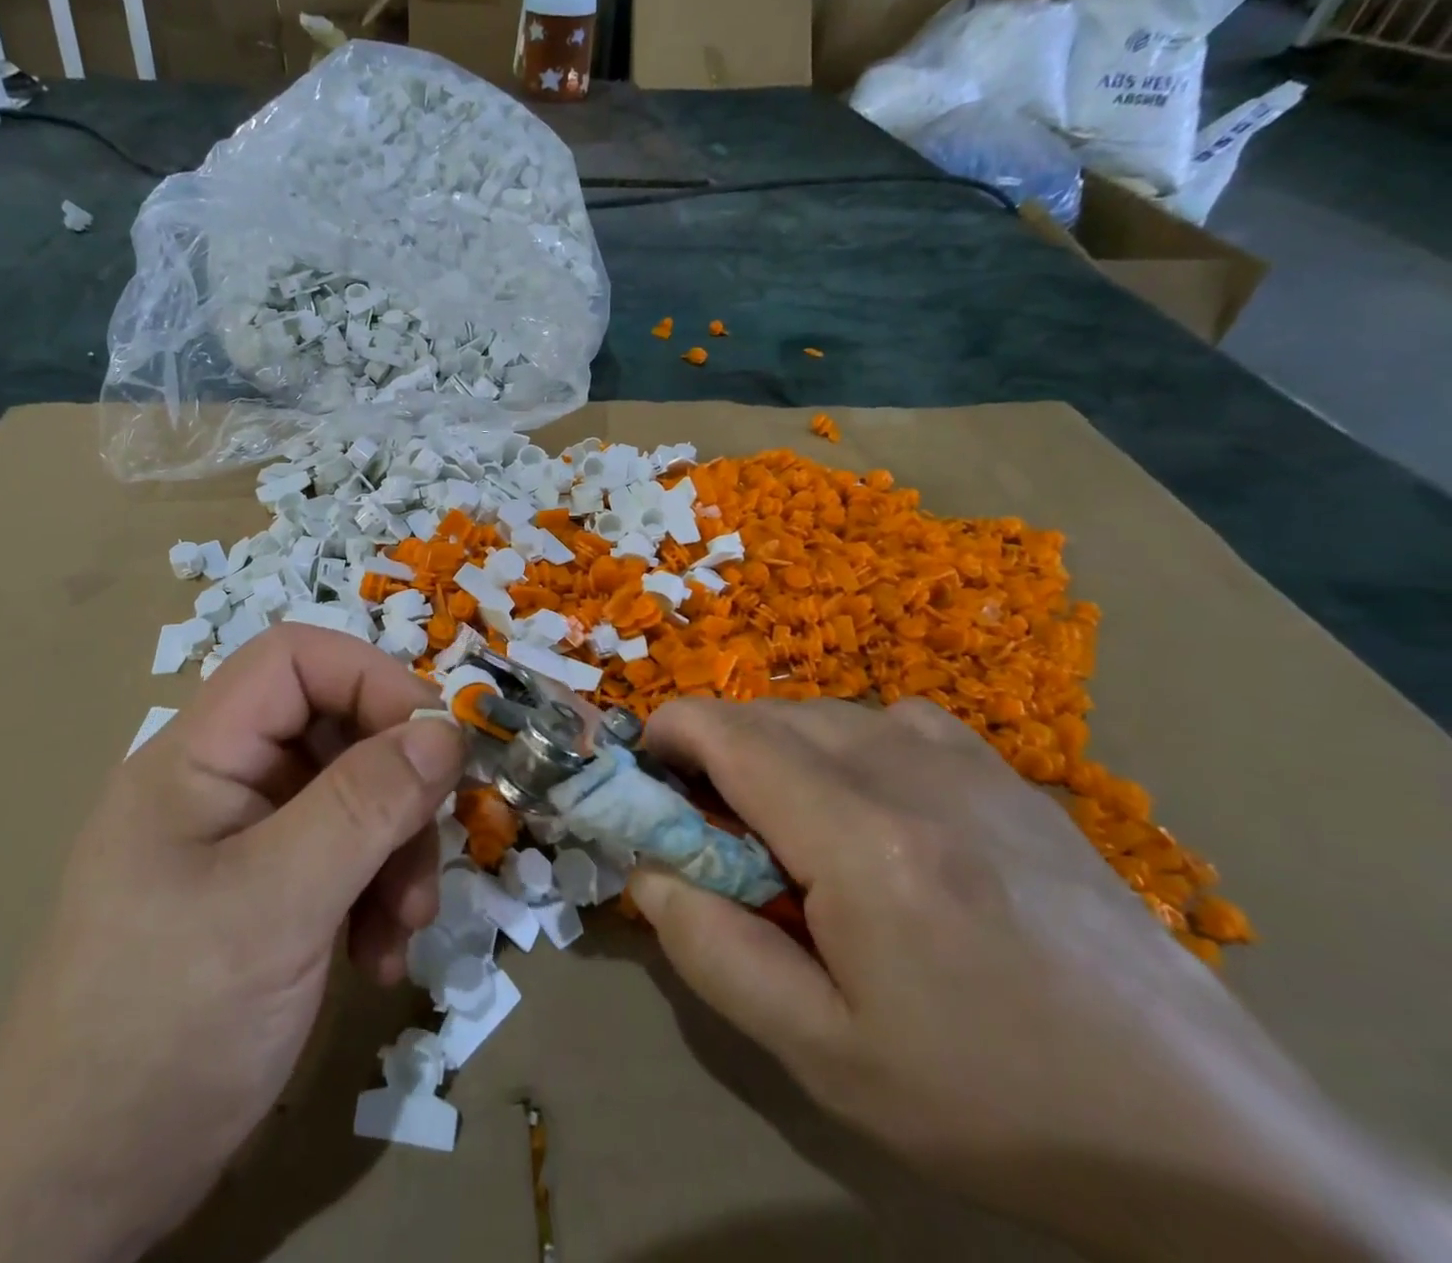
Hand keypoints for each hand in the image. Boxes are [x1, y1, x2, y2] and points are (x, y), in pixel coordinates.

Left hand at [0, 625, 461, 1262]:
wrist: (76, 1193)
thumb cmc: (163, 1030)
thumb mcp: (276, 907)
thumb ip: (364, 807)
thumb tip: (444, 729)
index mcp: (198, 757)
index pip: (294, 661)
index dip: (371, 680)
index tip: (436, 744)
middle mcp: (222, 783)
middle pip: (335, 730)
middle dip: (397, 788)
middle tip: (427, 857)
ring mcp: (243, 840)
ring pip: (352, 796)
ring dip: (395, 852)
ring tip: (406, 927)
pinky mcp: (264, 893)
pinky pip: (343, 856)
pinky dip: (375, 894)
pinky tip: (379, 959)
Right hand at [629, 697, 1451, 1262]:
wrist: (1203, 1136)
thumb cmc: (992, 1101)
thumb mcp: (822, 1053)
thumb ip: (712, 950)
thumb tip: (646, 870)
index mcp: (859, 834)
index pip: (725, 731)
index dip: (666, 734)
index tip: (644, 777)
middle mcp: (908, 768)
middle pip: (767, 714)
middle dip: (715, 752)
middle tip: (712, 831)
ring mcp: (967, 761)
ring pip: (824, 712)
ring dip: (777, 750)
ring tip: (789, 829)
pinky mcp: (1006, 773)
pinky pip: (889, 721)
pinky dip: (845, 746)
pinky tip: (871, 810)